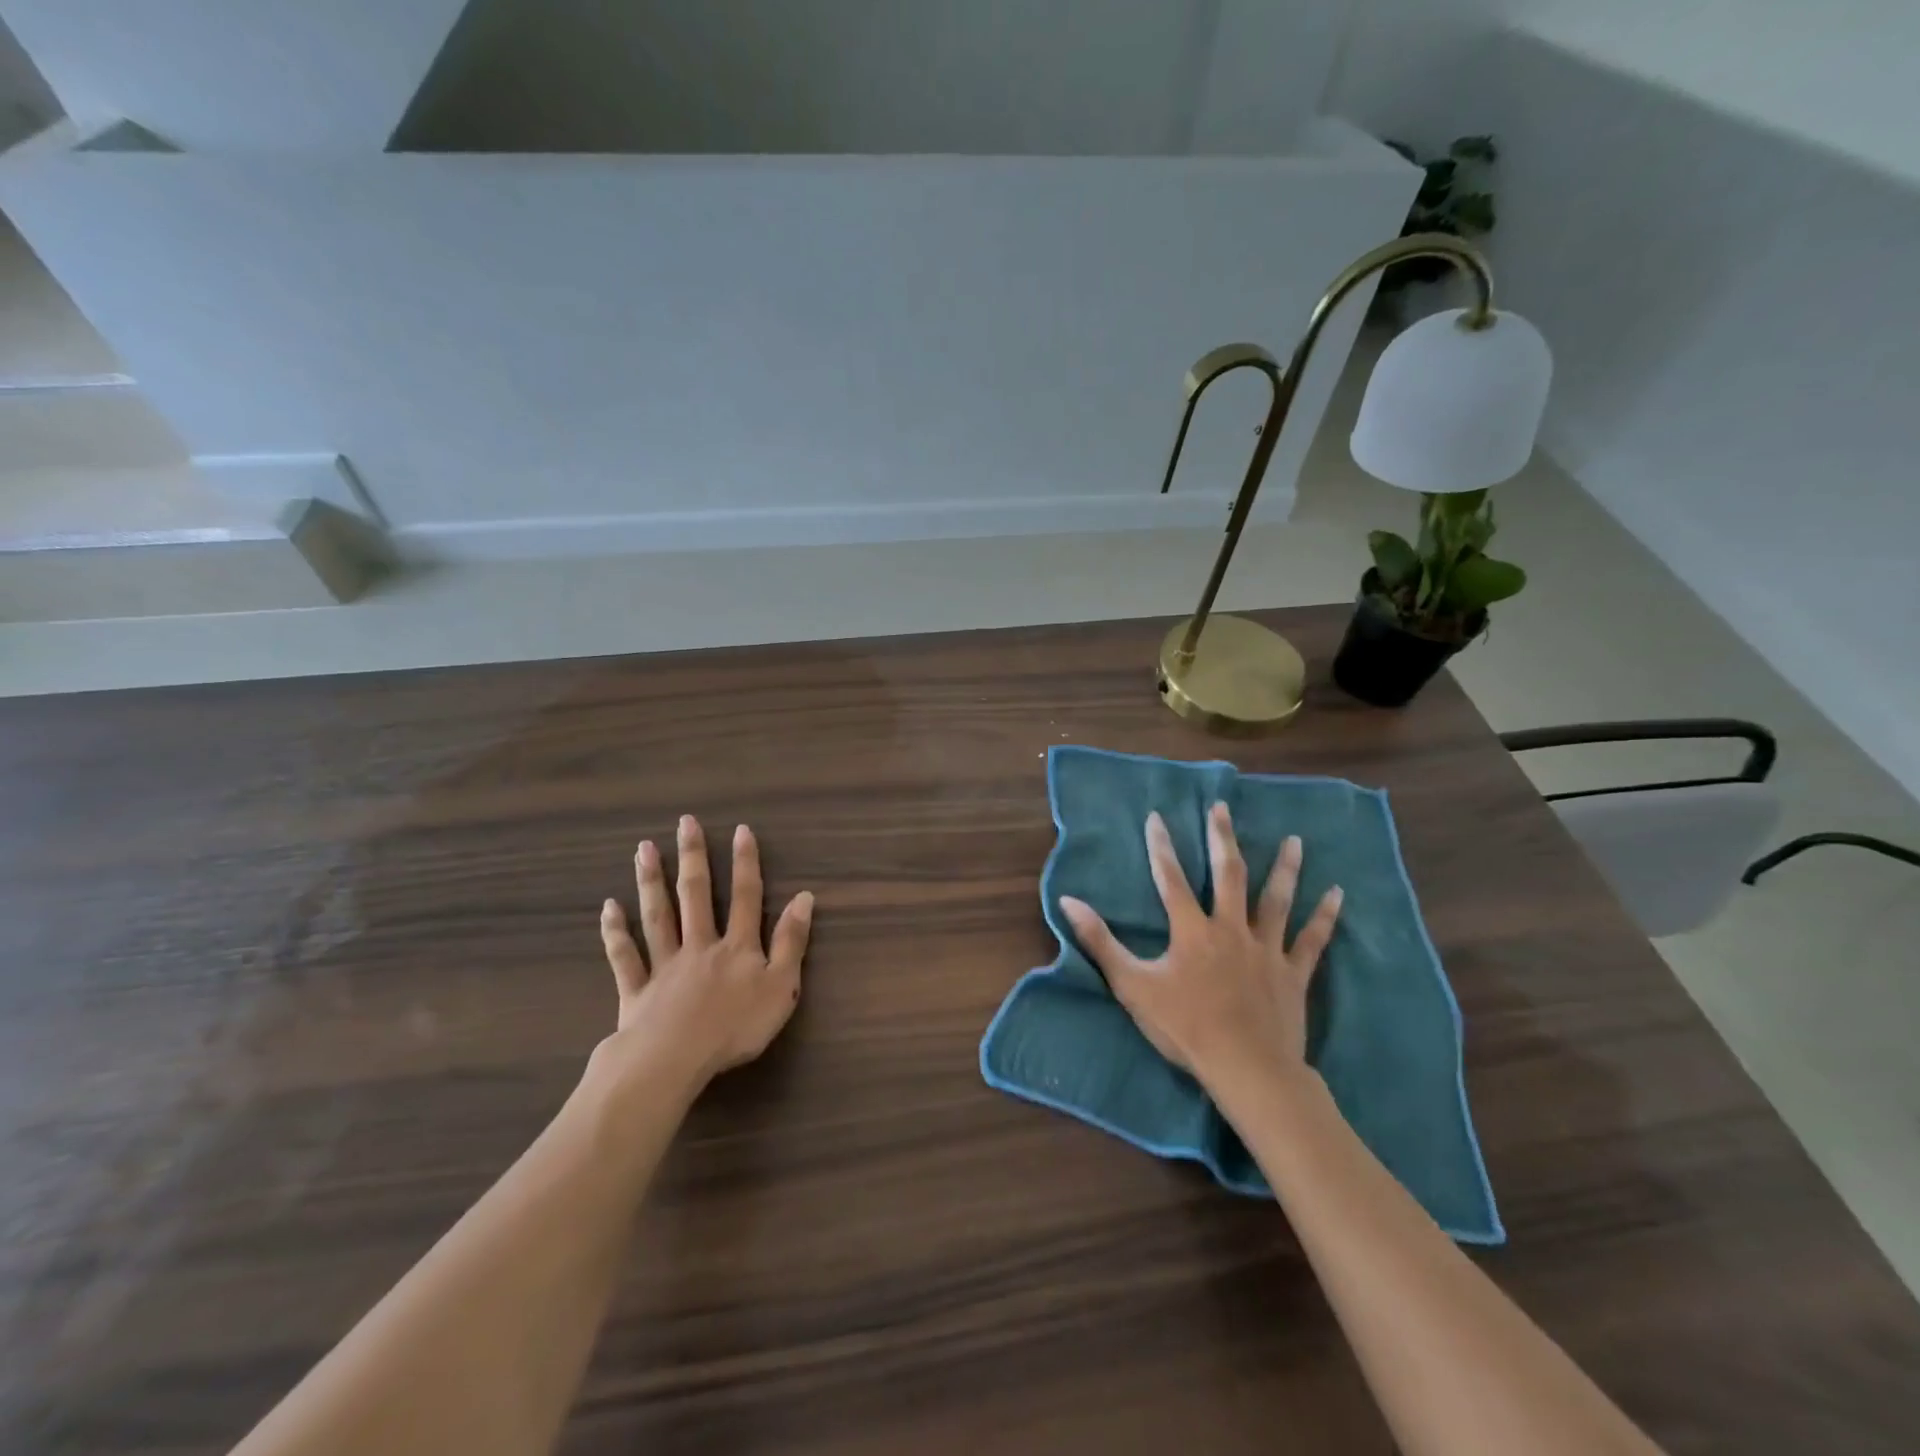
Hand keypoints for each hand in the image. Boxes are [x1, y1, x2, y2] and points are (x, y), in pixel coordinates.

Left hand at [595, 815, 813, 1090]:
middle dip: (693, 857)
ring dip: (652, 881)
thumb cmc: (735, 1027)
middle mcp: (700, 945)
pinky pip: (625, 957)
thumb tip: (804, 898)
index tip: (740, 829)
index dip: (745, 863)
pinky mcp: (637, 990)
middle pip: (696, 896)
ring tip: (644, 849)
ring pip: (658, 917)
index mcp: (737, 947)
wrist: (674, 1060)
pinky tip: (608, 908)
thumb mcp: (781, 987)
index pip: (746, 897)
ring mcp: (665, 966)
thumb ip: (792, 942)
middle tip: (685, 823)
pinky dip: (616, 932)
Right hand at [1059, 803, 1341, 1089]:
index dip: (1160, 846)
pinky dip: (1325, 916)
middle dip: (1222, 838)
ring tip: (1293, 840)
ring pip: (1276, 899)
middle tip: (1222, 807)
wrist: (1246, 1068)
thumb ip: (1099, 942)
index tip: (1156, 816)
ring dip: (1284, 867)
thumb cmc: (1185, 1027)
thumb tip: (1068, 901)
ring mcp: (1267, 948)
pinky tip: (1337, 893)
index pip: (1171, 878)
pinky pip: (1313, 939)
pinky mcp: (1293, 972)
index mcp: (1192, 930)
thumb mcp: (1132, 985)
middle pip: (1228, 874)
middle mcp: (1231, 928)